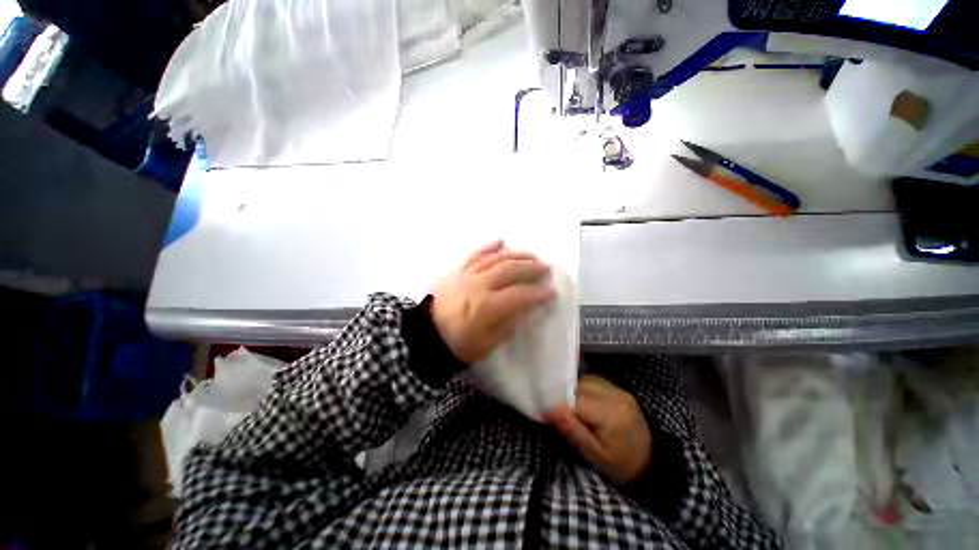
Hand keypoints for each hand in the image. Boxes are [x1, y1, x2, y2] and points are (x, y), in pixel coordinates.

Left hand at [431, 240, 555, 364]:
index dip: (537, 293)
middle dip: (531, 268)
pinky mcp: (457, 271)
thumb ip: (511, 322)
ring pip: (495, 258)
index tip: (551, 292)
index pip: (519, 294)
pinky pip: (474, 254)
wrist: (429, 336)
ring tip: (532, 255)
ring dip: (516, 255)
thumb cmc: (461, 345)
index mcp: (486, 307)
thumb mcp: (490, 343)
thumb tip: (529, 305)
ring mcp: (466, 275)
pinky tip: (501, 241)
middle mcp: (477, 285)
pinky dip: (489, 247)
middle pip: (509, 270)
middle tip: (546, 268)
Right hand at [546, 375, 652, 484]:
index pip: (575, 399)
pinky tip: (582, 401)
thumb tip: (549, 409)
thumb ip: (572, 430)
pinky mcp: (617, 388)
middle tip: (557, 412)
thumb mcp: (595, 455)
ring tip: (571, 408)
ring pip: (584, 380)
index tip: (547, 412)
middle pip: (579, 386)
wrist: (651, 461)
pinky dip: (583, 388)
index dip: (558, 403)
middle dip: (565, 396)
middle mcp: (614, 395)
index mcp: (610, 414)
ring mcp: (617, 389)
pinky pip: (593, 381)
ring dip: (573, 391)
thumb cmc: (621, 465)